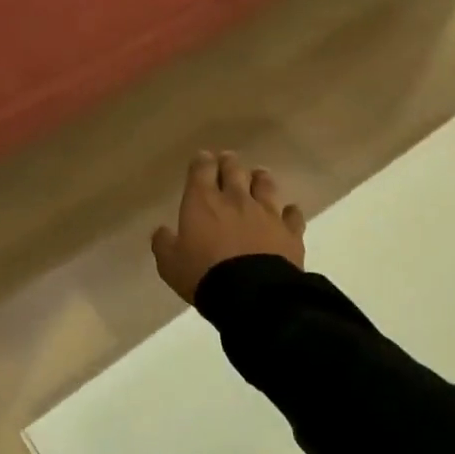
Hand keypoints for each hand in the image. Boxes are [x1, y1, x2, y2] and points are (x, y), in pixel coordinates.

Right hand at [152, 151, 305, 303]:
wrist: (252, 295)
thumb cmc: (203, 274)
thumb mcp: (169, 263)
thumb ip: (164, 243)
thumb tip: (162, 231)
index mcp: (202, 201)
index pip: (202, 169)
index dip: (201, 161)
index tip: (201, 158)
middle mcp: (235, 199)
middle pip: (234, 170)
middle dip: (229, 163)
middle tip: (228, 160)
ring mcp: (266, 213)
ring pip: (265, 185)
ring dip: (260, 178)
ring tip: (258, 176)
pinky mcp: (290, 232)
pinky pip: (292, 215)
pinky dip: (289, 211)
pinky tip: (288, 212)